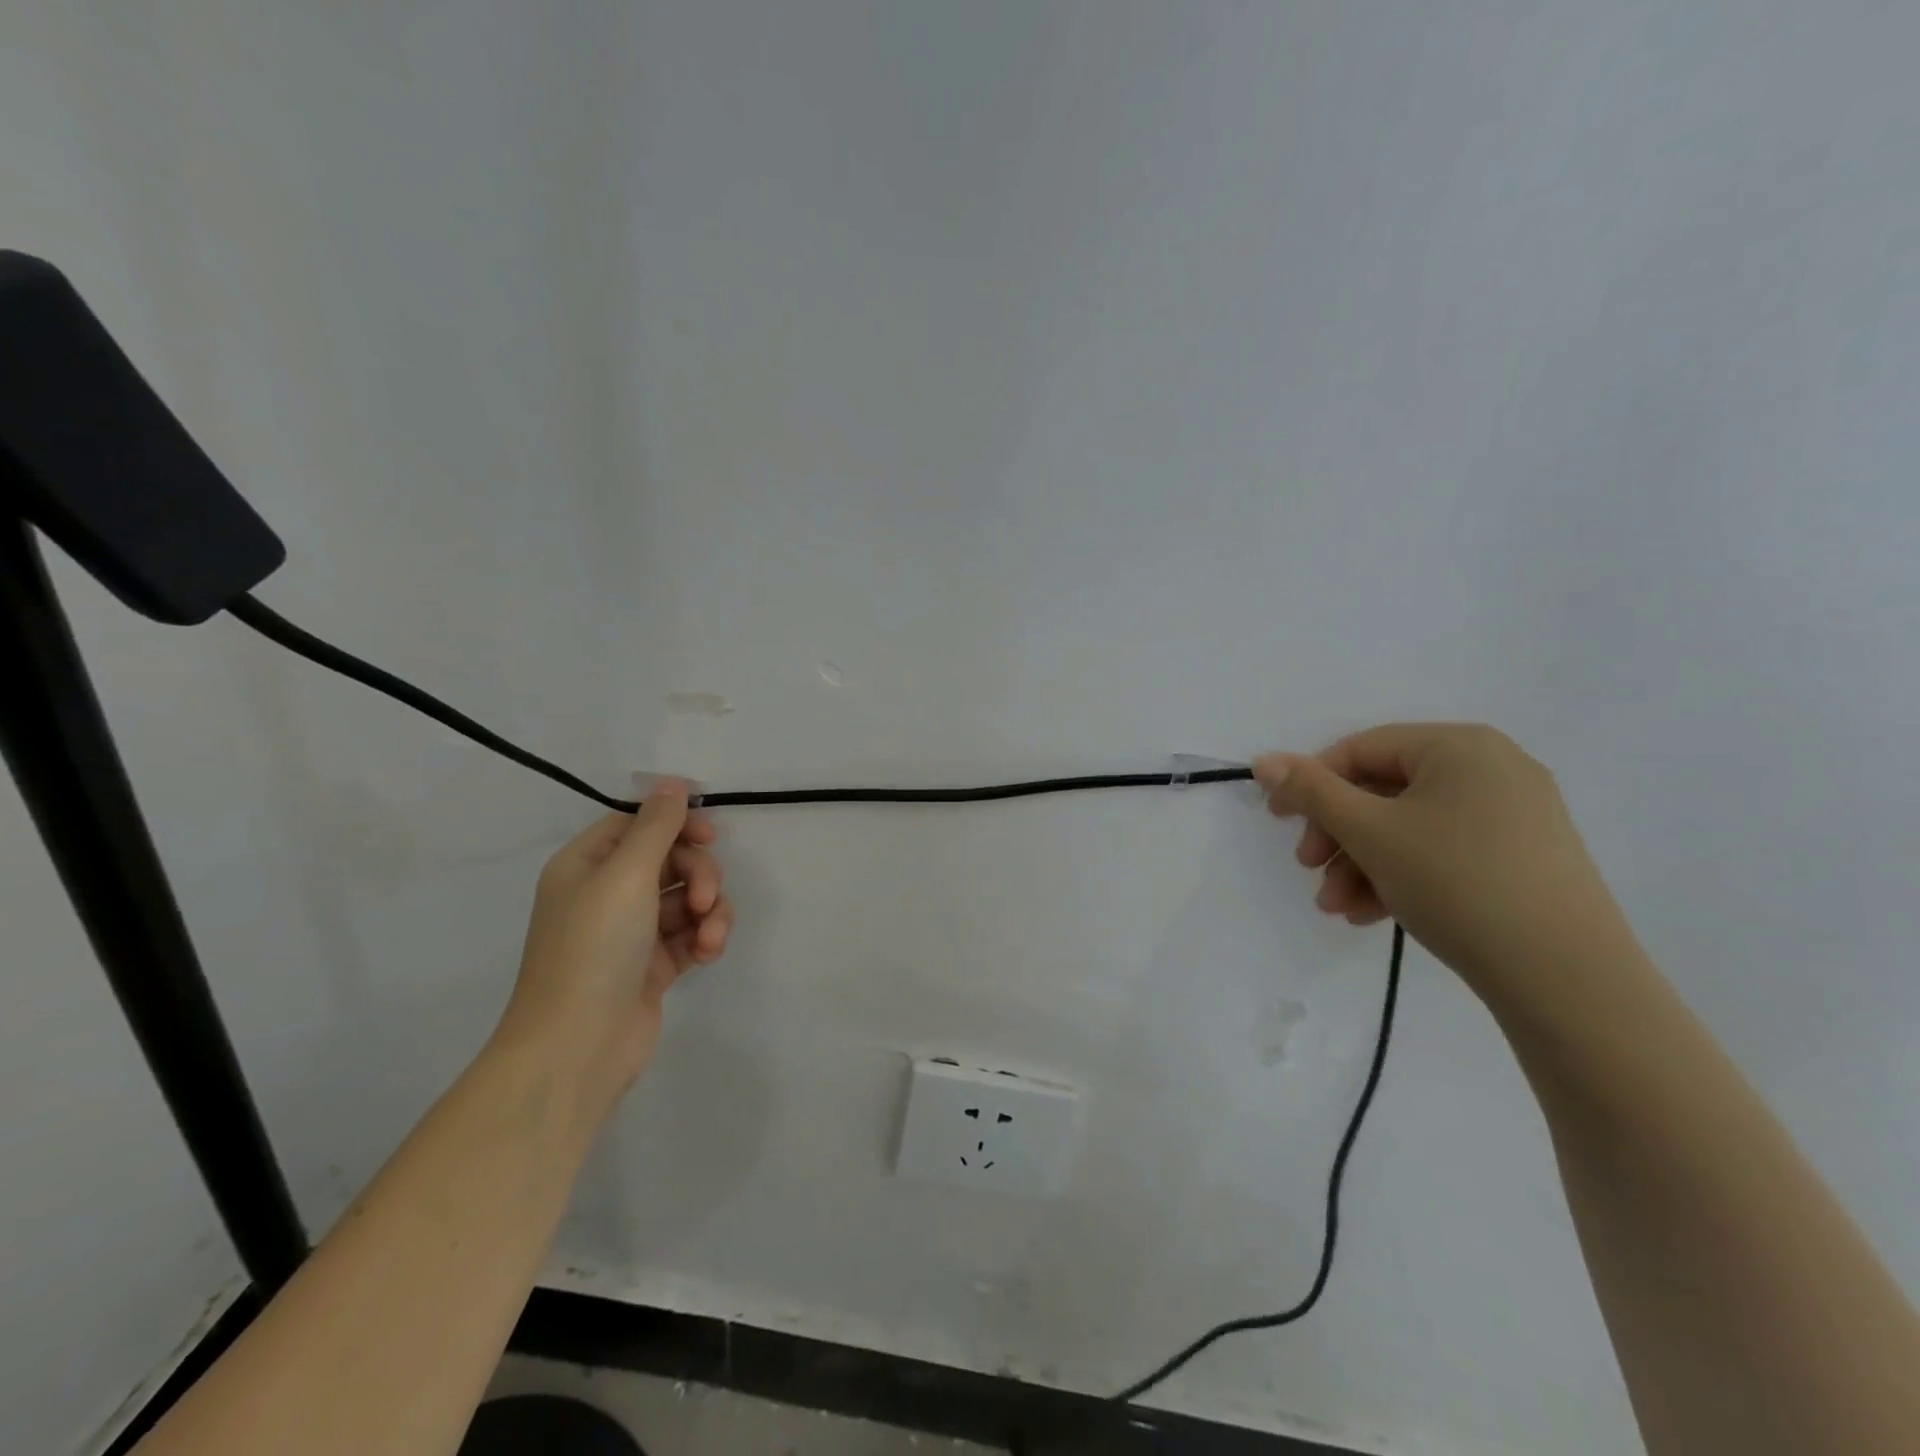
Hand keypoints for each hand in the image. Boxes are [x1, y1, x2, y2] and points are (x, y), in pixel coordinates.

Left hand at [497, 779, 732, 1114]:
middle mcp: (606, 894)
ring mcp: (631, 932)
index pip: (638, 825)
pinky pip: (690, 933)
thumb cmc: (594, 948)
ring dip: (709, 909)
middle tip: (705, 897)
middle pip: (670, 860)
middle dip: (698, 874)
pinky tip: (708, 952)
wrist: (577, 1047)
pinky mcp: (653, 966)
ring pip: (687, 898)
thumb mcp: (626, 874)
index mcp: (587, 865)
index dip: (676, 825)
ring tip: (710, 934)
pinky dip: (705, 937)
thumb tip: (673, 781)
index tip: (709, 836)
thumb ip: (656, 826)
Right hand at [1253, 724, 1638, 1006]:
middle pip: (1384, 791)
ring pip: (1409, 827)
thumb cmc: (1456, 881)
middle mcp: (1491, 769)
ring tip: (1338, 908)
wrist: (1566, 978)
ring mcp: (1513, 815)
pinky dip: (1401, 875)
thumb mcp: (1370, 832)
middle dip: (1338, 836)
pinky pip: (1442, 851)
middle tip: (1309, 870)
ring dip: (1362, 864)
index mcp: (1459, 746)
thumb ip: (1311, 791)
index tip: (1280, 823)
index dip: (1312, 783)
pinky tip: (1373, 914)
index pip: (1361, 750)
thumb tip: (1264, 760)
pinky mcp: (1522, 857)